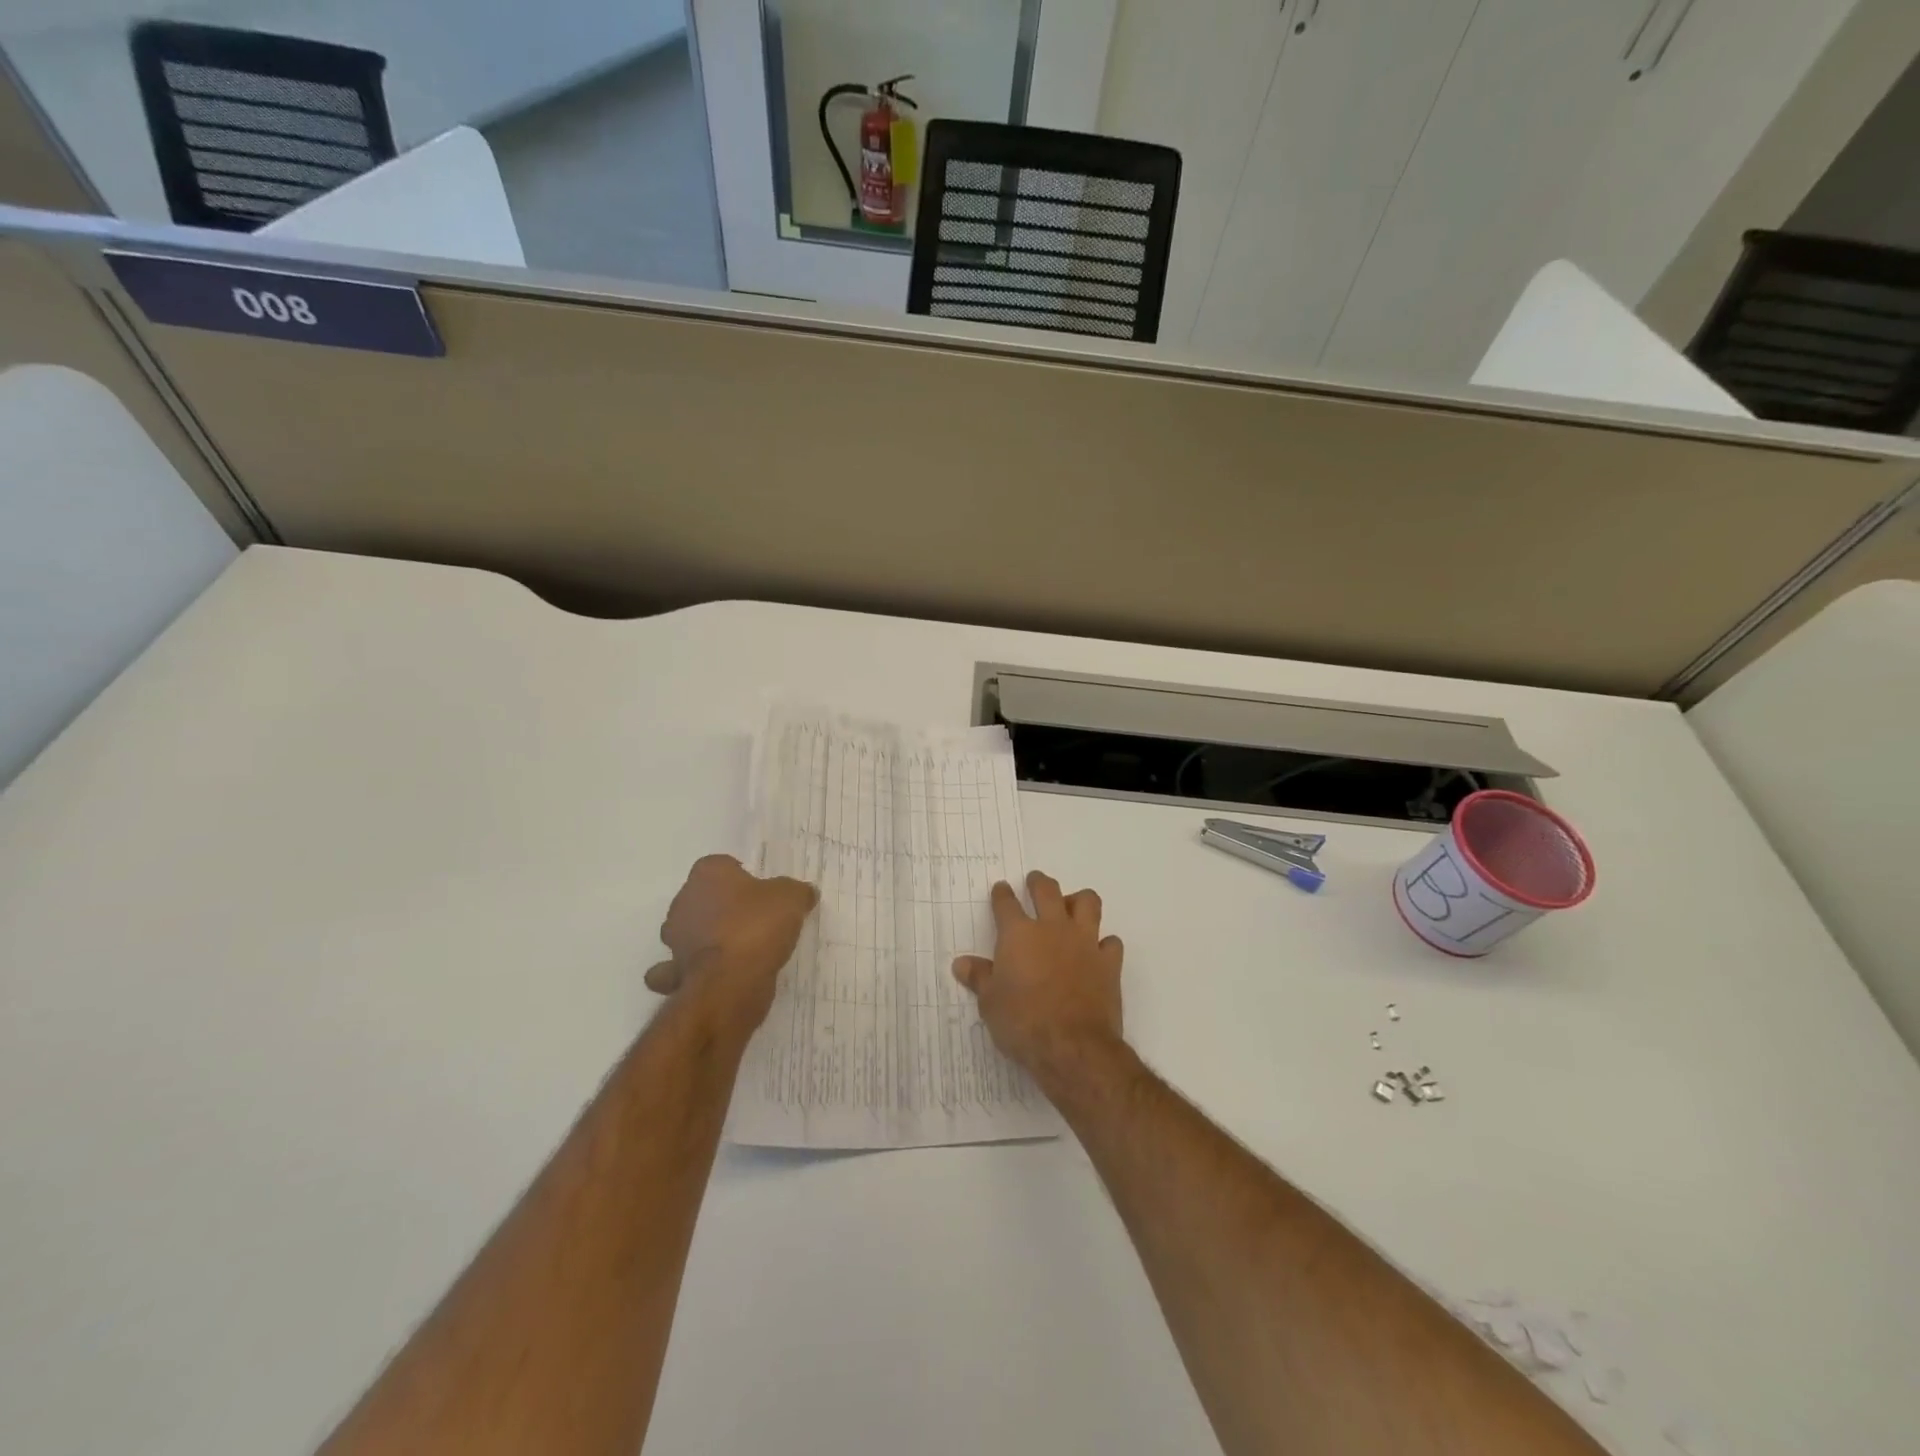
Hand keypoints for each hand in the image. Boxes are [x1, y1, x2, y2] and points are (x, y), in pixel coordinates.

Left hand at [645, 855, 817, 1027]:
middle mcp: (683, 901)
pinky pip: (685, 966)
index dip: (742, 877)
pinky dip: (696, 969)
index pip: (722, 865)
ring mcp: (675, 939)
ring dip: (708, 938)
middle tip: (755, 919)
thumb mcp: (792, 899)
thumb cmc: (757, 926)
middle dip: (724, 907)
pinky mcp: (675, 972)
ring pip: (692, 931)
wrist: (730, 981)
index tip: (762, 893)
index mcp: (707, 874)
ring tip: (742, 949)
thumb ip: (797, 891)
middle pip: (704, 897)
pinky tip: (721, 973)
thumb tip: (804, 893)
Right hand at [952, 870, 1125, 1086]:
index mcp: (1018, 935)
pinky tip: (1098, 952)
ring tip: (1072, 907)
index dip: (1002, 894)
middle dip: (1038, 882)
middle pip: (1047, 890)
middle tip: (1035, 881)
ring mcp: (1084, 942)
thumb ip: (979, 978)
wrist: (1072, 1046)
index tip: (1001, 889)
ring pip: (1087, 902)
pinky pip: (1111, 942)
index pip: (1006, 903)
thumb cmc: (1022, 1023)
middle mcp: (1052, 928)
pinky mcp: (1109, 962)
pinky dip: (1104, 943)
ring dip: (1078, 901)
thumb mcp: (990, 1003)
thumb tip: (961, 963)